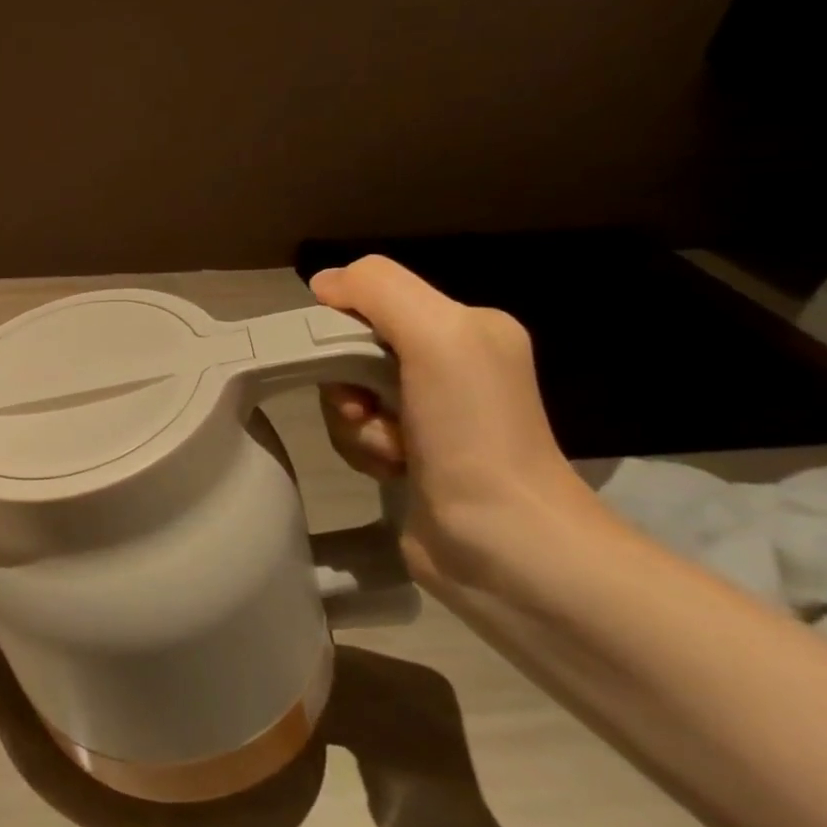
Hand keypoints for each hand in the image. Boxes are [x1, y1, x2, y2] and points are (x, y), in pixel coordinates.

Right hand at [310, 256, 603, 584]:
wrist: (503, 543)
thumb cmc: (472, 431)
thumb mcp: (437, 335)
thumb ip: (378, 289)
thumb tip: (323, 283)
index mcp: (467, 327)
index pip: (373, 301)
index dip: (344, 325)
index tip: (344, 359)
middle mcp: (451, 365)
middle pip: (354, 350)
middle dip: (346, 382)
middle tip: (365, 410)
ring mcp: (431, 415)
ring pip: (348, 395)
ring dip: (354, 423)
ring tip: (389, 450)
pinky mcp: (412, 457)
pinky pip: (357, 434)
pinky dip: (362, 450)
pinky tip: (391, 470)